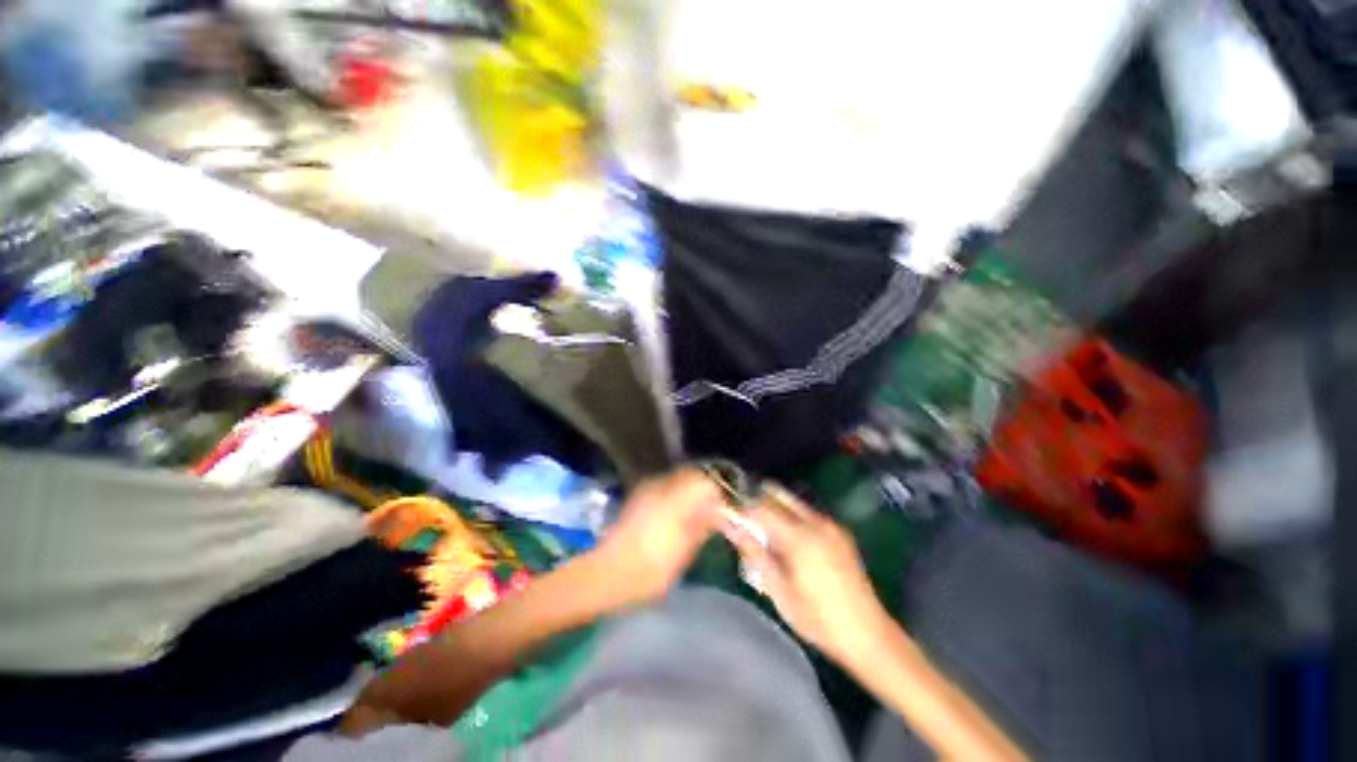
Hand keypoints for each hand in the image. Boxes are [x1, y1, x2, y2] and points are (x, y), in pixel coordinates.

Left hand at [590, 469, 723, 607]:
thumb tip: (718, 511)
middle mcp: (660, 486)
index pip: (705, 482)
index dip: (717, 495)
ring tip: (693, 517)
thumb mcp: (682, 553)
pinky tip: (674, 518)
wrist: (605, 575)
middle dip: (703, 491)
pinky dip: (674, 496)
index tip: (722, 513)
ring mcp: (646, 490)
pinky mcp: (637, 498)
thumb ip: (701, 526)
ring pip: (677, 480)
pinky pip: (663, 487)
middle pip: (690, 476)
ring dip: (689, 492)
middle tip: (710, 514)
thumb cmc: (648, 569)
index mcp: (674, 499)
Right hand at [721, 484, 891, 666]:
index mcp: (799, 537)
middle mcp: (815, 522)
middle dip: (758, 501)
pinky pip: (807, 513)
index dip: (742, 508)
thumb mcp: (779, 591)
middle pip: (778, 493)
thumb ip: (754, 554)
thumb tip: (732, 528)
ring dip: (775, 509)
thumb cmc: (818, 620)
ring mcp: (830, 525)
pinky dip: (792, 517)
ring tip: (767, 535)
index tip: (729, 515)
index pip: (761, 506)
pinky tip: (790, 543)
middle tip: (747, 522)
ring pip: (792, 501)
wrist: (868, 635)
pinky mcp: (839, 532)